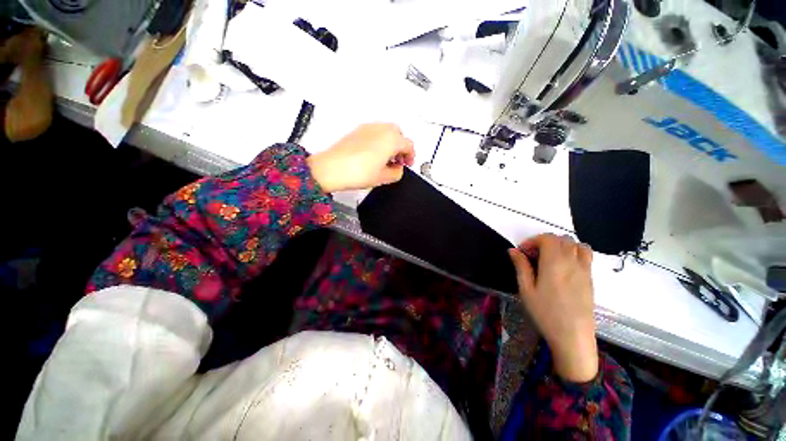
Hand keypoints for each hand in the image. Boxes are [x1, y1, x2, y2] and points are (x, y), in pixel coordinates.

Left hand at [306, 123, 414, 192]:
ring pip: (386, 131)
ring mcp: (368, 128)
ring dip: (391, 143)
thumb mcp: (383, 178)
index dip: (411, 156)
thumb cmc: (355, 172)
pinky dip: (379, 141)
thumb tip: (398, 170)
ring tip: (386, 159)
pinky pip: (374, 132)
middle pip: (399, 134)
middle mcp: (380, 129)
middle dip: (401, 147)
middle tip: (399, 160)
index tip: (408, 163)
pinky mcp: (357, 131)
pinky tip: (374, 155)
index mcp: (391, 139)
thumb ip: (397, 173)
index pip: (409, 145)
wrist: (331, 169)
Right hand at [508, 234, 598, 382]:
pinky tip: (563, 267)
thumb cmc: (545, 313)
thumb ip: (521, 266)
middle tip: (533, 255)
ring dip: (562, 245)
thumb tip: (513, 250)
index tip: (522, 252)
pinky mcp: (590, 278)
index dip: (533, 240)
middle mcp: (572, 262)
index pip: (547, 238)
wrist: (573, 337)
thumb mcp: (526, 289)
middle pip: (562, 239)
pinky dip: (574, 252)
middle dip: (545, 241)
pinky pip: (586, 255)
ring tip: (550, 258)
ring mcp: (584, 270)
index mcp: (554, 263)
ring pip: (576, 245)